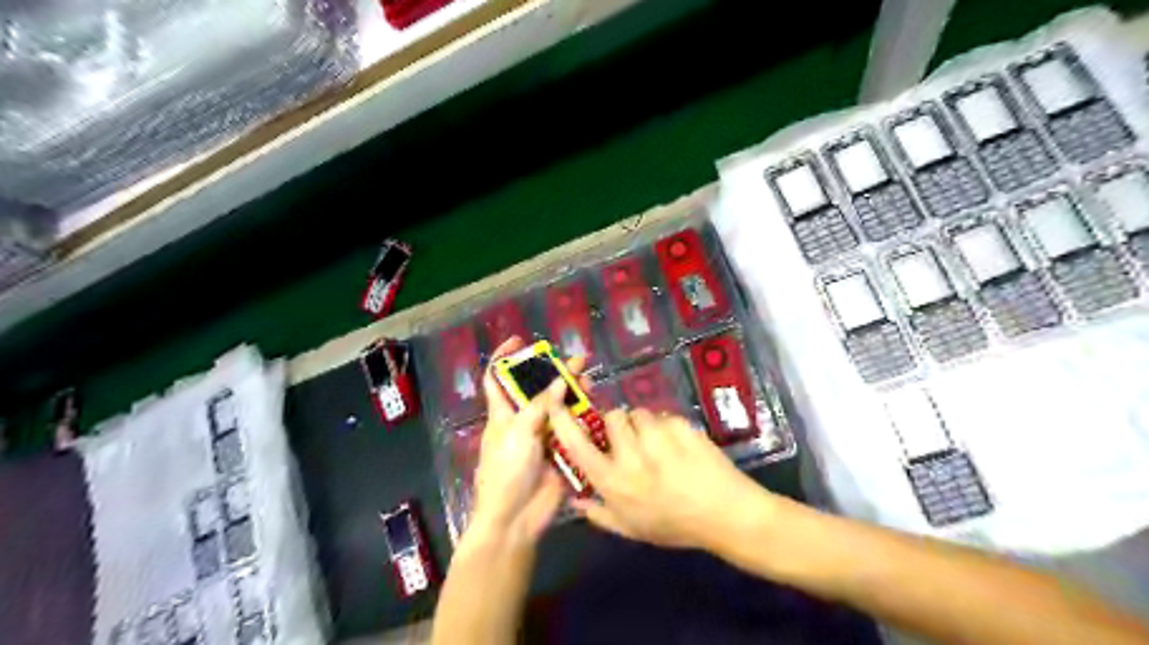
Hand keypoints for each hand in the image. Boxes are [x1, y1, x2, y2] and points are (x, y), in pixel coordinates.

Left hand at [463, 334, 579, 545]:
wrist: (516, 518)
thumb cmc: (506, 471)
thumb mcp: (518, 433)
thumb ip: (540, 406)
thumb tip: (559, 382)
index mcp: (503, 413)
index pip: (496, 378)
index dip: (504, 358)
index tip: (519, 341)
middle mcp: (522, 420)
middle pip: (537, 390)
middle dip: (552, 373)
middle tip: (577, 360)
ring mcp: (542, 436)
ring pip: (558, 407)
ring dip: (572, 393)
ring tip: (590, 379)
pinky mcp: (559, 451)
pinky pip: (572, 429)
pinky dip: (582, 417)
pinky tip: (596, 407)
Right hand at [547, 409, 771, 549]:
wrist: (725, 514)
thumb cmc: (675, 525)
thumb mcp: (632, 529)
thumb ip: (599, 514)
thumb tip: (574, 499)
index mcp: (614, 482)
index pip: (577, 444)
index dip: (562, 420)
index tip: (556, 403)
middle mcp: (630, 456)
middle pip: (612, 417)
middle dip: (619, 424)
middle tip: (632, 440)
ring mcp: (658, 438)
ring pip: (639, 414)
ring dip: (644, 425)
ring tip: (660, 446)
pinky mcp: (681, 426)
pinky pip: (664, 416)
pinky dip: (668, 427)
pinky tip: (681, 447)